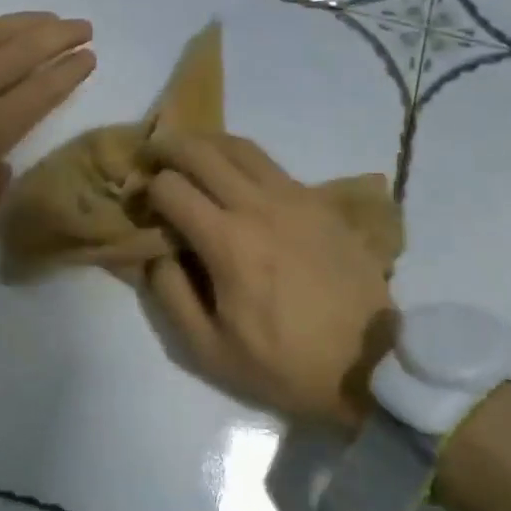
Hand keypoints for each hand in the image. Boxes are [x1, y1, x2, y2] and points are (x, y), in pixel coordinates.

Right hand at [144, 135, 394, 429]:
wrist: (369, 365)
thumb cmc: (284, 365)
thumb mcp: (209, 349)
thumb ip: (171, 295)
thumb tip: (153, 253)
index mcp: (228, 242)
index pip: (171, 188)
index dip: (147, 190)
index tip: (140, 203)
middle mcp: (259, 206)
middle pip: (203, 152)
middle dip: (168, 148)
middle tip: (152, 157)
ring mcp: (296, 198)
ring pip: (241, 147)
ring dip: (207, 144)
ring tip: (190, 156)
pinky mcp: (321, 202)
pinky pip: (273, 165)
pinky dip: (243, 161)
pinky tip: (236, 179)